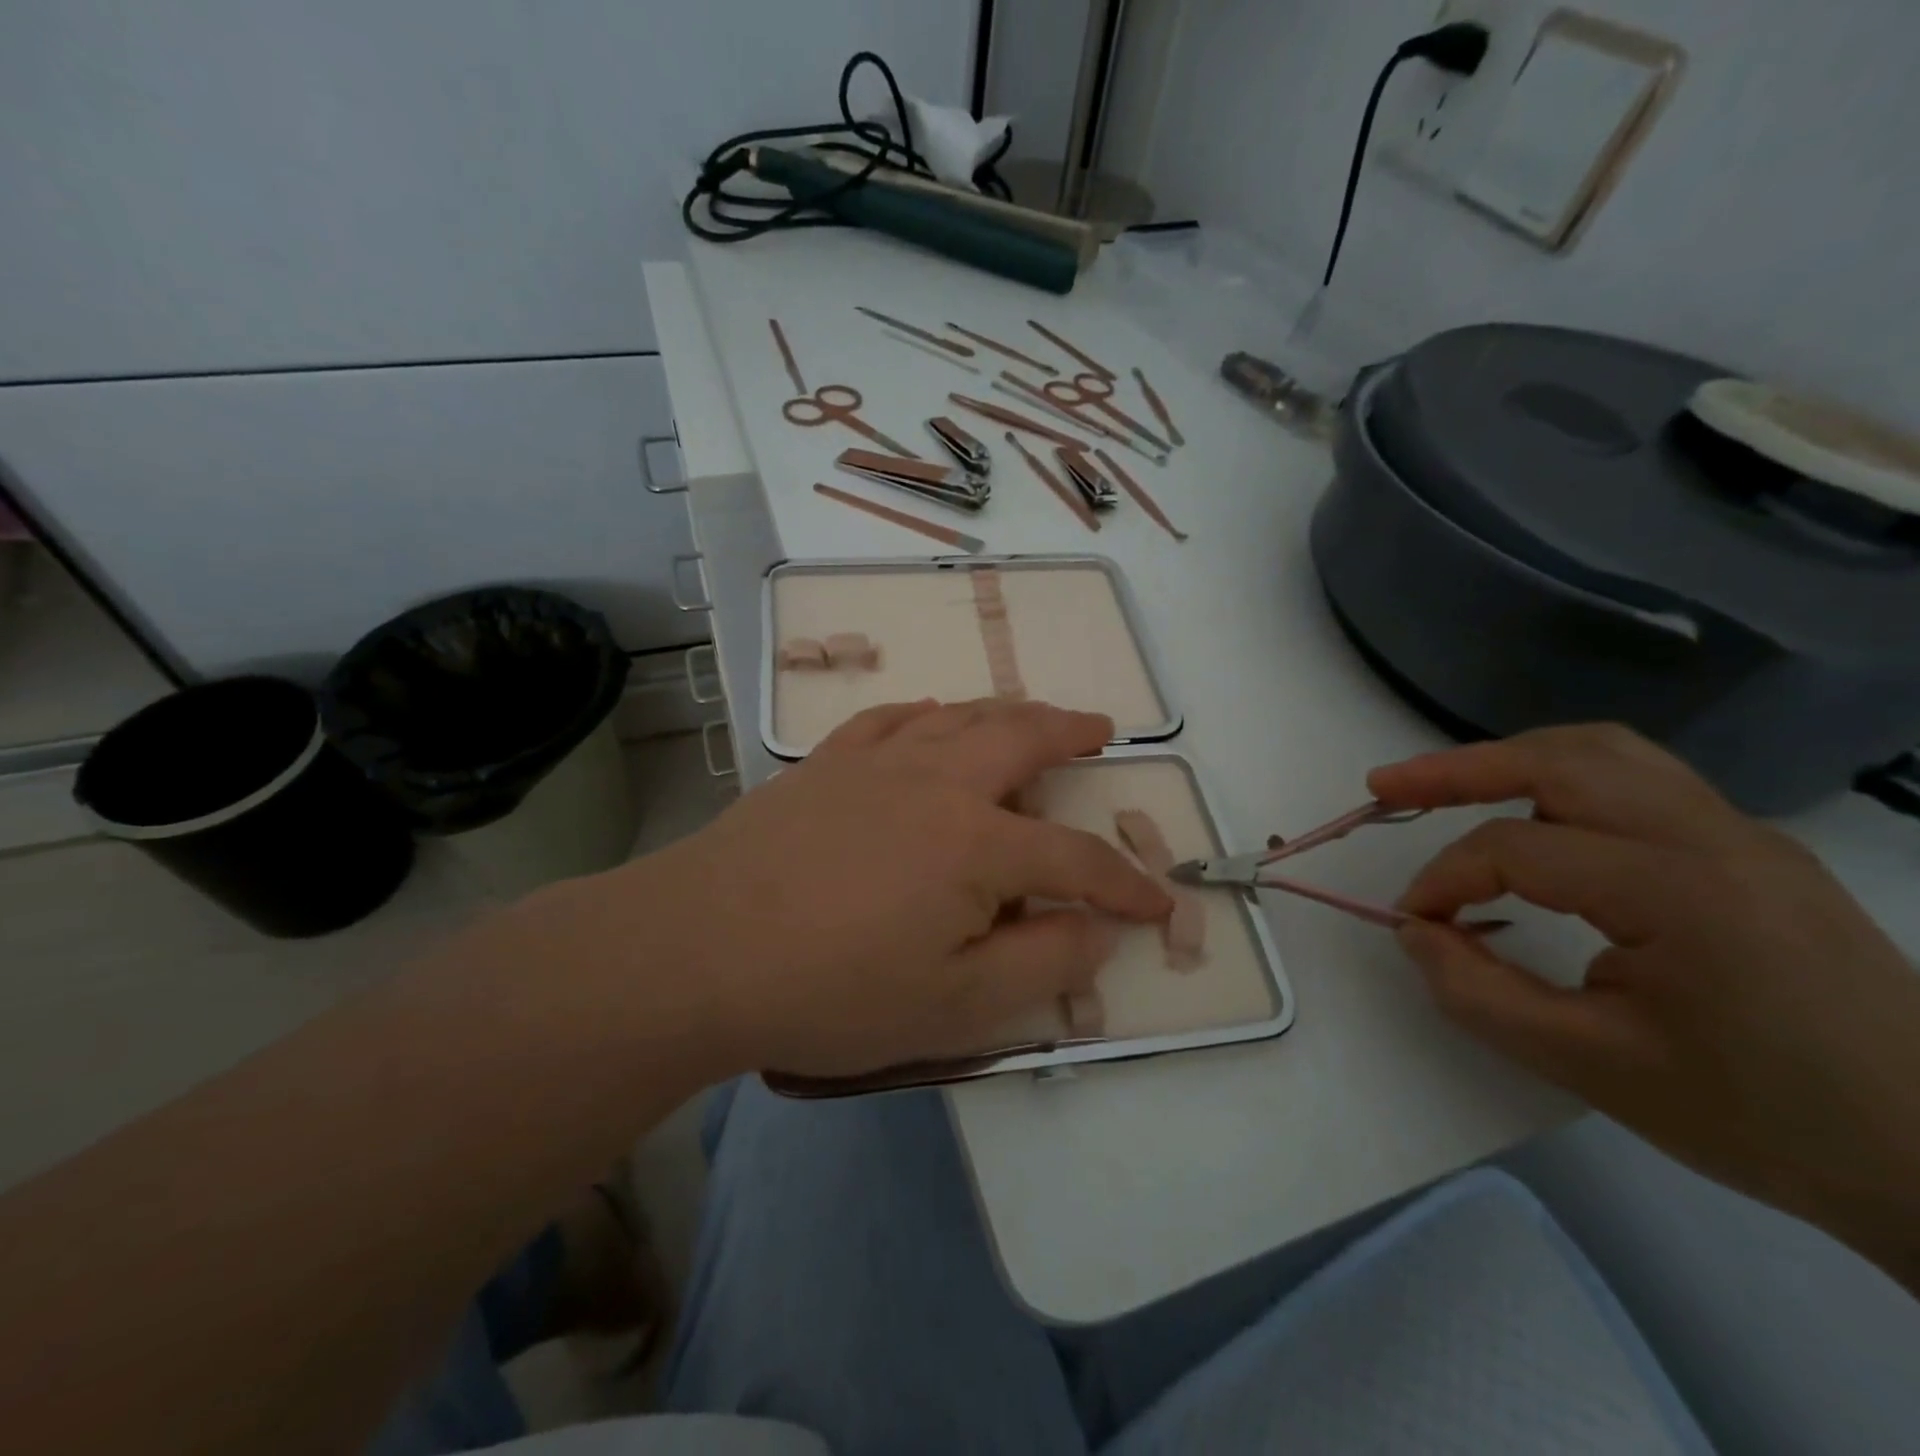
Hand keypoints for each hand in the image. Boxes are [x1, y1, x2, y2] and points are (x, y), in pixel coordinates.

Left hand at [622, 699, 1169, 1079]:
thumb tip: (1100, 929)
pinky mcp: (824, 764)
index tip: (1159, 901)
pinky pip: (890, 719)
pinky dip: (925, 713)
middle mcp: (936, 783)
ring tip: (1031, 714)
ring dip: (1006, 711)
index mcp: (977, 844)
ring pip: (959, 716)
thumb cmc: (832, 989)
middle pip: (1021, 739)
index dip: (1124, 883)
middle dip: (1071, 732)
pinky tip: (930, 717)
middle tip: (1101, 728)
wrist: (697, 950)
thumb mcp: (955, 1006)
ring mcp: (876, 763)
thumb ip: (1042, 964)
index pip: (1075, 859)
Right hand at [1369, 725, 1919, 1284]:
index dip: (1444, 881)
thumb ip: (1476, 992)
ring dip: (1512, 760)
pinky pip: (1639, 781)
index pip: (1516, 851)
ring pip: (1604, 752)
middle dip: (1457, 768)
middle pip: (1560, 759)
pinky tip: (1534, 819)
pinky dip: (1562, 780)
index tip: (1414, 924)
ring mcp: (1744, 835)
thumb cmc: (1761, 1118)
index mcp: (1680, 891)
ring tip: (1447, 785)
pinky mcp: (1753, 849)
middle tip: (1385, 787)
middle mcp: (1715, 836)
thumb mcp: (1591, 1066)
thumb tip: (1413, 930)